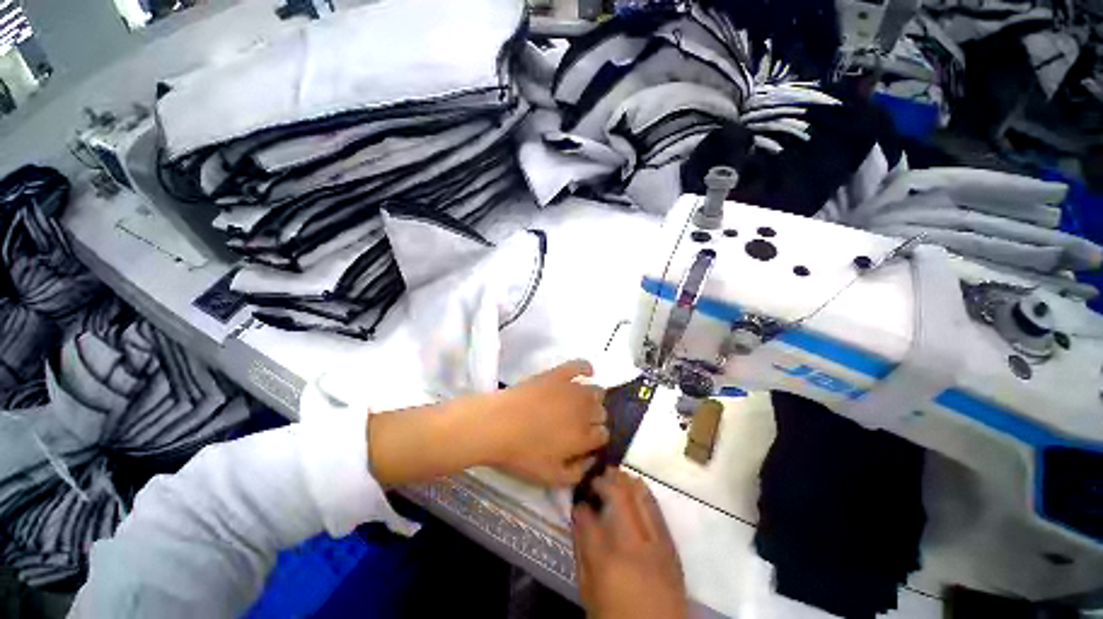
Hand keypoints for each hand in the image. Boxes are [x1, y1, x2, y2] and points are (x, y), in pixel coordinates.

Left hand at [485, 359, 608, 485]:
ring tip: (578, 402)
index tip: (585, 441)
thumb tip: (591, 461)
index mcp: (585, 436)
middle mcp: (585, 410)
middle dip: (594, 419)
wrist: (498, 424)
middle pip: (601, 412)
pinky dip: (586, 368)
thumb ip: (577, 474)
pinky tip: (586, 372)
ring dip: (592, 398)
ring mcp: (573, 389)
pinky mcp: (559, 374)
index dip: (595, 438)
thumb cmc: (522, 454)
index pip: (603, 435)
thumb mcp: (550, 477)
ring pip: (597, 390)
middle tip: (577, 423)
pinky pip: (581, 365)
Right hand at [572, 469, 686, 618]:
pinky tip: (635, 488)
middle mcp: (634, 546)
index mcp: (607, 563)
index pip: (588, 518)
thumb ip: (581, 553)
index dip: (580, 503)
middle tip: (594, 476)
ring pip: (642, 496)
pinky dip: (643, 493)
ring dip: (626, 480)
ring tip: (614, 475)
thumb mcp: (588, 593)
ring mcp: (657, 544)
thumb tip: (578, 518)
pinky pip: (657, 510)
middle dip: (604, 480)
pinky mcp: (671, 547)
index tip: (577, 497)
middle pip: (619, 496)